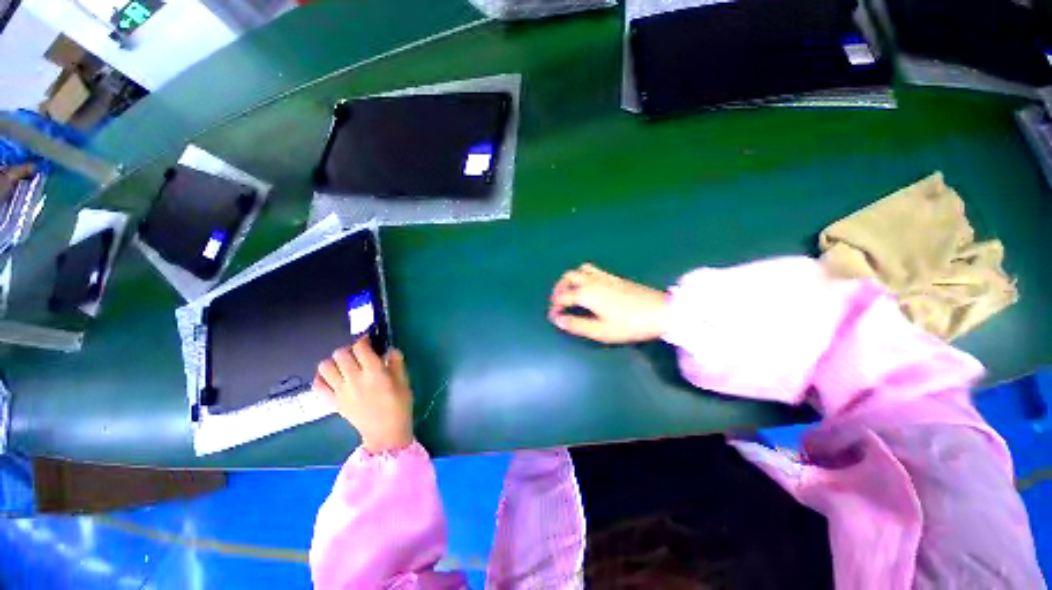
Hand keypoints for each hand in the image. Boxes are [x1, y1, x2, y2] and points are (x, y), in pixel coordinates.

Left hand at [314, 337, 413, 453]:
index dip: (363, 340)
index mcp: (374, 372)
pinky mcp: (333, 402)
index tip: (369, 341)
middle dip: (349, 349)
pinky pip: (318, 385)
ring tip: (344, 365)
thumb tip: (389, 350)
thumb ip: (396, 362)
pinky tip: (333, 378)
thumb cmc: (399, 405)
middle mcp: (354, 378)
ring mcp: (341, 391)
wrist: (386, 433)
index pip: (360, 347)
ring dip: (334, 362)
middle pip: (340, 353)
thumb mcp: (404, 381)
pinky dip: (322, 378)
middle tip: (358, 354)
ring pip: (325, 367)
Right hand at [548, 263, 669, 343]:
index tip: (553, 317)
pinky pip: (592, 270)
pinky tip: (588, 288)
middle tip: (558, 302)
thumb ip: (577, 325)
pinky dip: (582, 276)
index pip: (563, 297)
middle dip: (559, 289)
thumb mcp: (601, 331)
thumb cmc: (629, 324)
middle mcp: (592, 281)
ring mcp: (604, 277)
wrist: (660, 311)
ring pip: (580, 270)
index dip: (555, 307)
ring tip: (570, 293)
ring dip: (570, 279)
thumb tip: (558, 320)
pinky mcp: (614, 277)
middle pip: (568, 277)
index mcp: (587, 293)